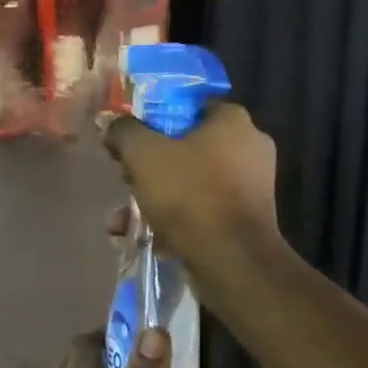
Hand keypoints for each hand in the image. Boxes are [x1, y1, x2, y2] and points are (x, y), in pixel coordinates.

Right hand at [103, 101, 282, 293]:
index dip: (157, 120)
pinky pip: (204, 210)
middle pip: (189, 148)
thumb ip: (125, 132)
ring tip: (123, 218)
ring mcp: (253, 186)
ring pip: (193, 183)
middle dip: (151, 167)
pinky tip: (147, 238)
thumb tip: (114, 124)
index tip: (133, 139)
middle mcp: (251, 148)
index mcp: (234, 121)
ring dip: (157, 198)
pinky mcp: (247, 220)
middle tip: (125, 179)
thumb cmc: (190, 195)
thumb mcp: (144, 155)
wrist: (232, 260)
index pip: (191, 107)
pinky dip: (177, 220)